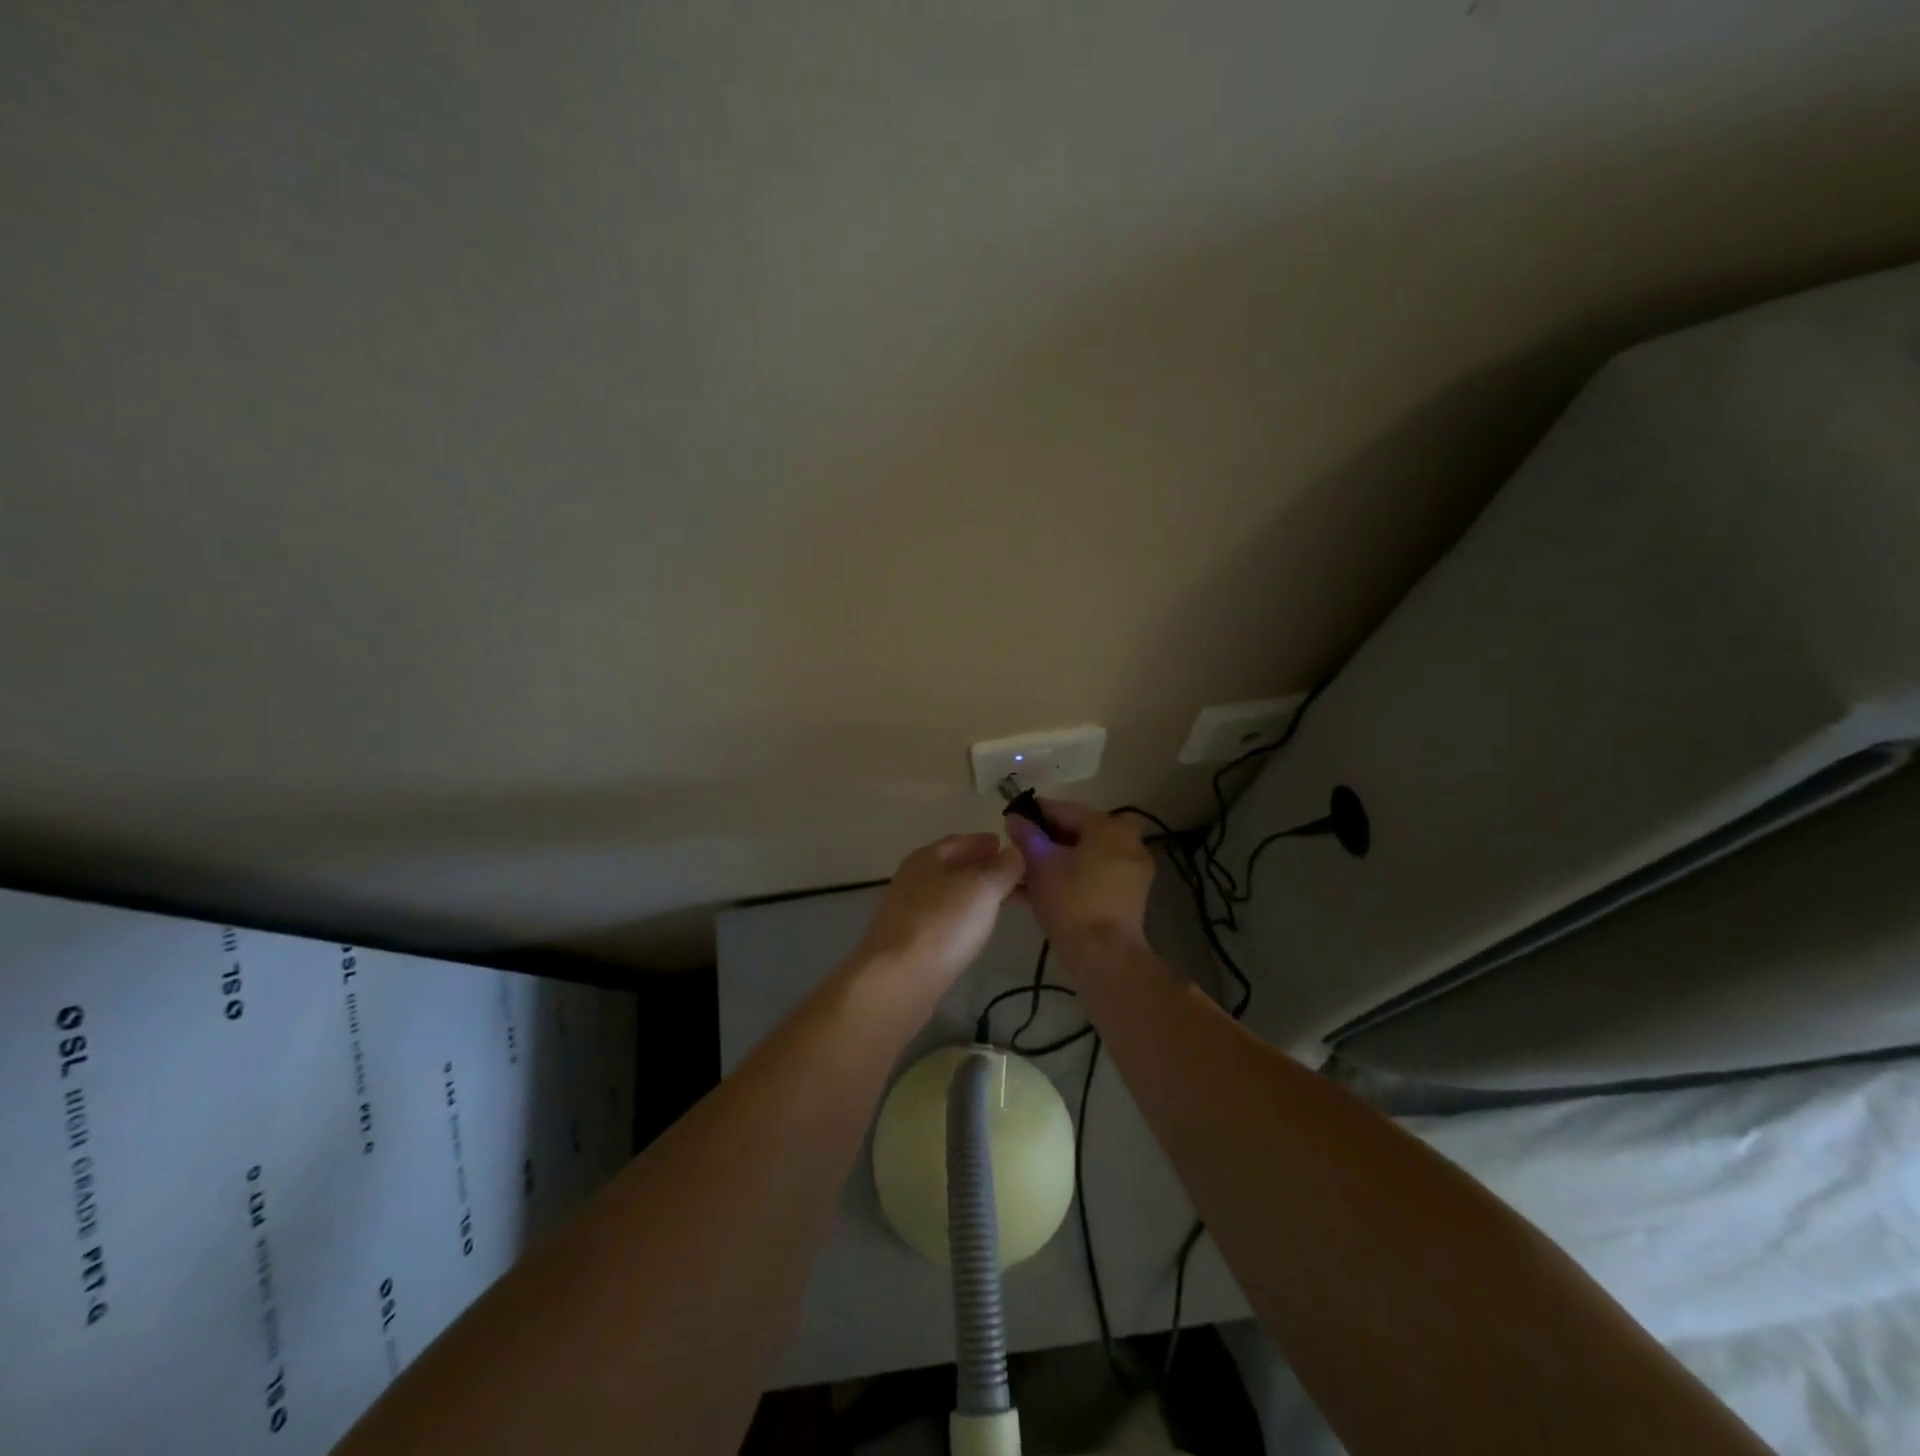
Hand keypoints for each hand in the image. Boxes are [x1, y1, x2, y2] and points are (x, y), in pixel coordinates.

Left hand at [853, 833, 1024, 992]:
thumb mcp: (982, 889)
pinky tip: (976, 929)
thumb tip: (1016, 850)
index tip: (1016, 850)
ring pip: (951, 894)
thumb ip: (1003, 867)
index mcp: (928, 857)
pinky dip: (964, 917)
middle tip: (1019, 880)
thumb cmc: (942, 925)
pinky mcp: (909, 942)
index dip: (988, 843)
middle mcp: (914, 879)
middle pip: (955, 867)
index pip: (962, 841)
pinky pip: (944, 919)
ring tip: (1004, 904)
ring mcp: (908, 911)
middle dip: (986, 870)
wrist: (897, 981)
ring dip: (976, 895)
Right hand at [1003, 799, 1154, 958]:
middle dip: (1045, 841)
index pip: (1063, 809)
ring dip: (1056, 861)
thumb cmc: (1071, 901)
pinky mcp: (1129, 894)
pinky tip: (1041, 890)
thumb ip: (1027, 836)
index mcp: (1108, 826)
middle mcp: (1127, 841)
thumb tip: (1014, 818)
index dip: (1033, 814)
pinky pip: (1094, 874)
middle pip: (1076, 832)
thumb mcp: (1040, 864)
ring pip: (1084, 855)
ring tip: (1023, 874)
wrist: (1104, 956)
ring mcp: (1131, 869)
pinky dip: (1071, 877)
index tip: (1010, 820)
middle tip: (1017, 851)